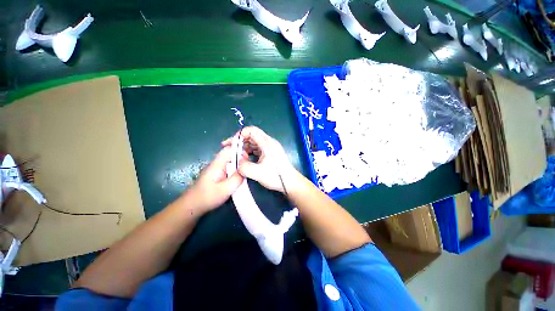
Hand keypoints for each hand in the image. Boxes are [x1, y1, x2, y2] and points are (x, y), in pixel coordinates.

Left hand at [185, 147, 243, 212]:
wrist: (191, 206)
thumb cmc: (208, 197)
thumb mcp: (226, 189)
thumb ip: (237, 178)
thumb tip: (246, 169)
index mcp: (218, 164)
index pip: (229, 149)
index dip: (239, 151)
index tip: (247, 159)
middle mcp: (216, 164)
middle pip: (230, 154)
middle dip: (241, 158)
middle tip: (248, 167)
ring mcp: (216, 169)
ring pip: (230, 161)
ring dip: (238, 164)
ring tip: (245, 172)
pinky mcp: (216, 174)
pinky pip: (228, 167)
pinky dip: (234, 170)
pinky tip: (238, 177)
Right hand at [222, 126, 299, 193]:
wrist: (291, 182)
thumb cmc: (276, 176)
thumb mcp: (258, 173)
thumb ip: (244, 167)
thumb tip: (237, 163)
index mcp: (267, 143)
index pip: (251, 130)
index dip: (240, 134)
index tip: (232, 143)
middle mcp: (269, 143)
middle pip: (252, 136)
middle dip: (240, 141)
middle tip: (229, 149)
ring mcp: (270, 148)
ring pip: (254, 143)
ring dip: (244, 148)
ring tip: (236, 155)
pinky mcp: (270, 154)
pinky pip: (257, 149)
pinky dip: (250, 152)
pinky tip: (245, 159)